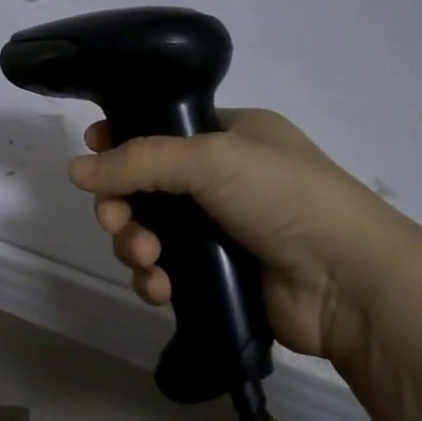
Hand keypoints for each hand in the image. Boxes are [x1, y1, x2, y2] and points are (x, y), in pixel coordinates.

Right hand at [71, 110, 396, 367]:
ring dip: (136, 246)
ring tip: (148, 261)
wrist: (347, 280)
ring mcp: (221, 230)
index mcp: (230, 136)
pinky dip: (155, 280)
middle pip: (146, 187)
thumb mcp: (209, 158)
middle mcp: (223, 180)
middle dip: (123, 205)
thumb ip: (138, 160)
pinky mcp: (218, 276)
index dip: (123, 142)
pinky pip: (167, 272)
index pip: (161, 131)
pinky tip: (160, 289)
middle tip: (116, 220)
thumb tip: (75, 169)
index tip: (93, 156)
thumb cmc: (282, 196)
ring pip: (151, 232)